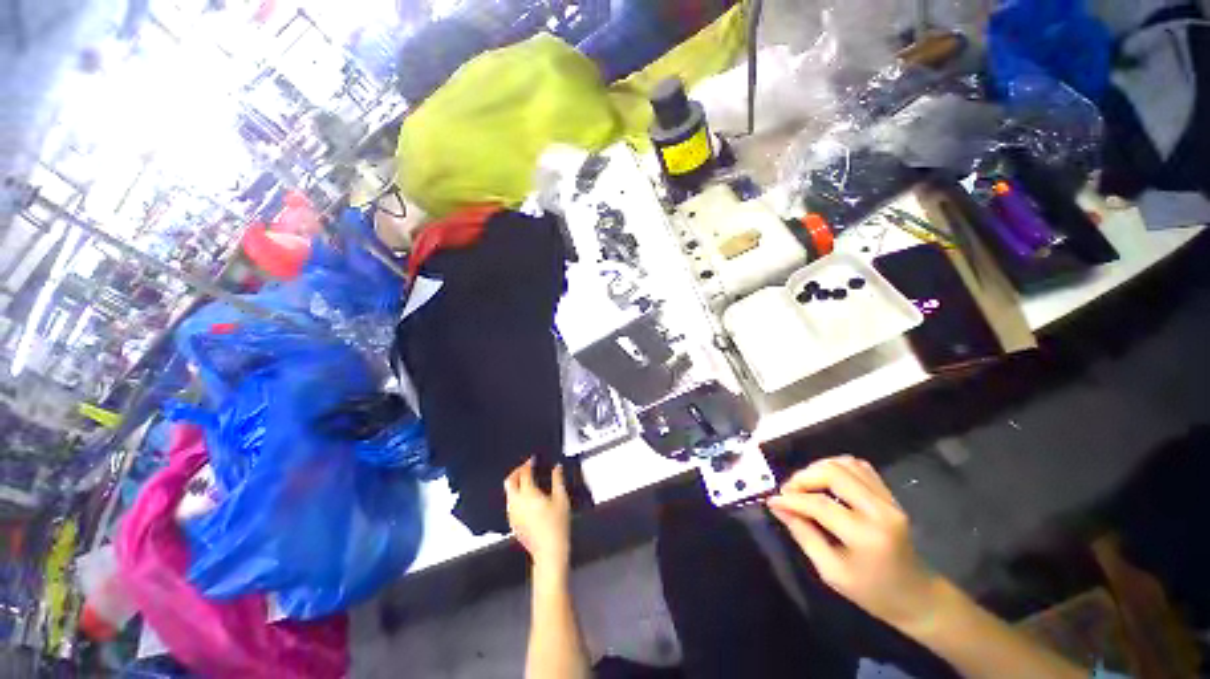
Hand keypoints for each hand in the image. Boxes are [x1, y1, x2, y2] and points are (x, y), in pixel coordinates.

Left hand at [505, 458, 571, 569]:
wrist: (549, 551)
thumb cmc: (557, 525)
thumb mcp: (561, 498)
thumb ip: (558, 480)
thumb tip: (557, 467)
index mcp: (528, 493)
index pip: (524, 473)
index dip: (528, 463)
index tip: (532, 460)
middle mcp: (517, 502)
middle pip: (510, 481)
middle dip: (516, 471)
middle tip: (525, 467)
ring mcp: (512, 514)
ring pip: (508, 493)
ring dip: (514, 483)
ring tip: (525, 481)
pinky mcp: (512, 523)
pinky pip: (510, 504)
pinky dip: (515, 496)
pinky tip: (525, 498)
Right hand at [767, 456, 941, 631]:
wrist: (917, 597)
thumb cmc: (872, 592)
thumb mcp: (831, 572)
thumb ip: (803, 534)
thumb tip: (778, 507)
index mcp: (866, 536)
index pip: (820, 504)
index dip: (791, 499)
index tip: (772, 500)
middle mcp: (880, 510)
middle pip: (833, 473)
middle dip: (803, 477)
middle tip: (788, 491)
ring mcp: (889, 499)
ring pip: (845, 464)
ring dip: (817, 469)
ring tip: (804, 485)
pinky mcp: (890, 495)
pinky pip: (859, 467)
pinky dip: (835, 467)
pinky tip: (824, 481)